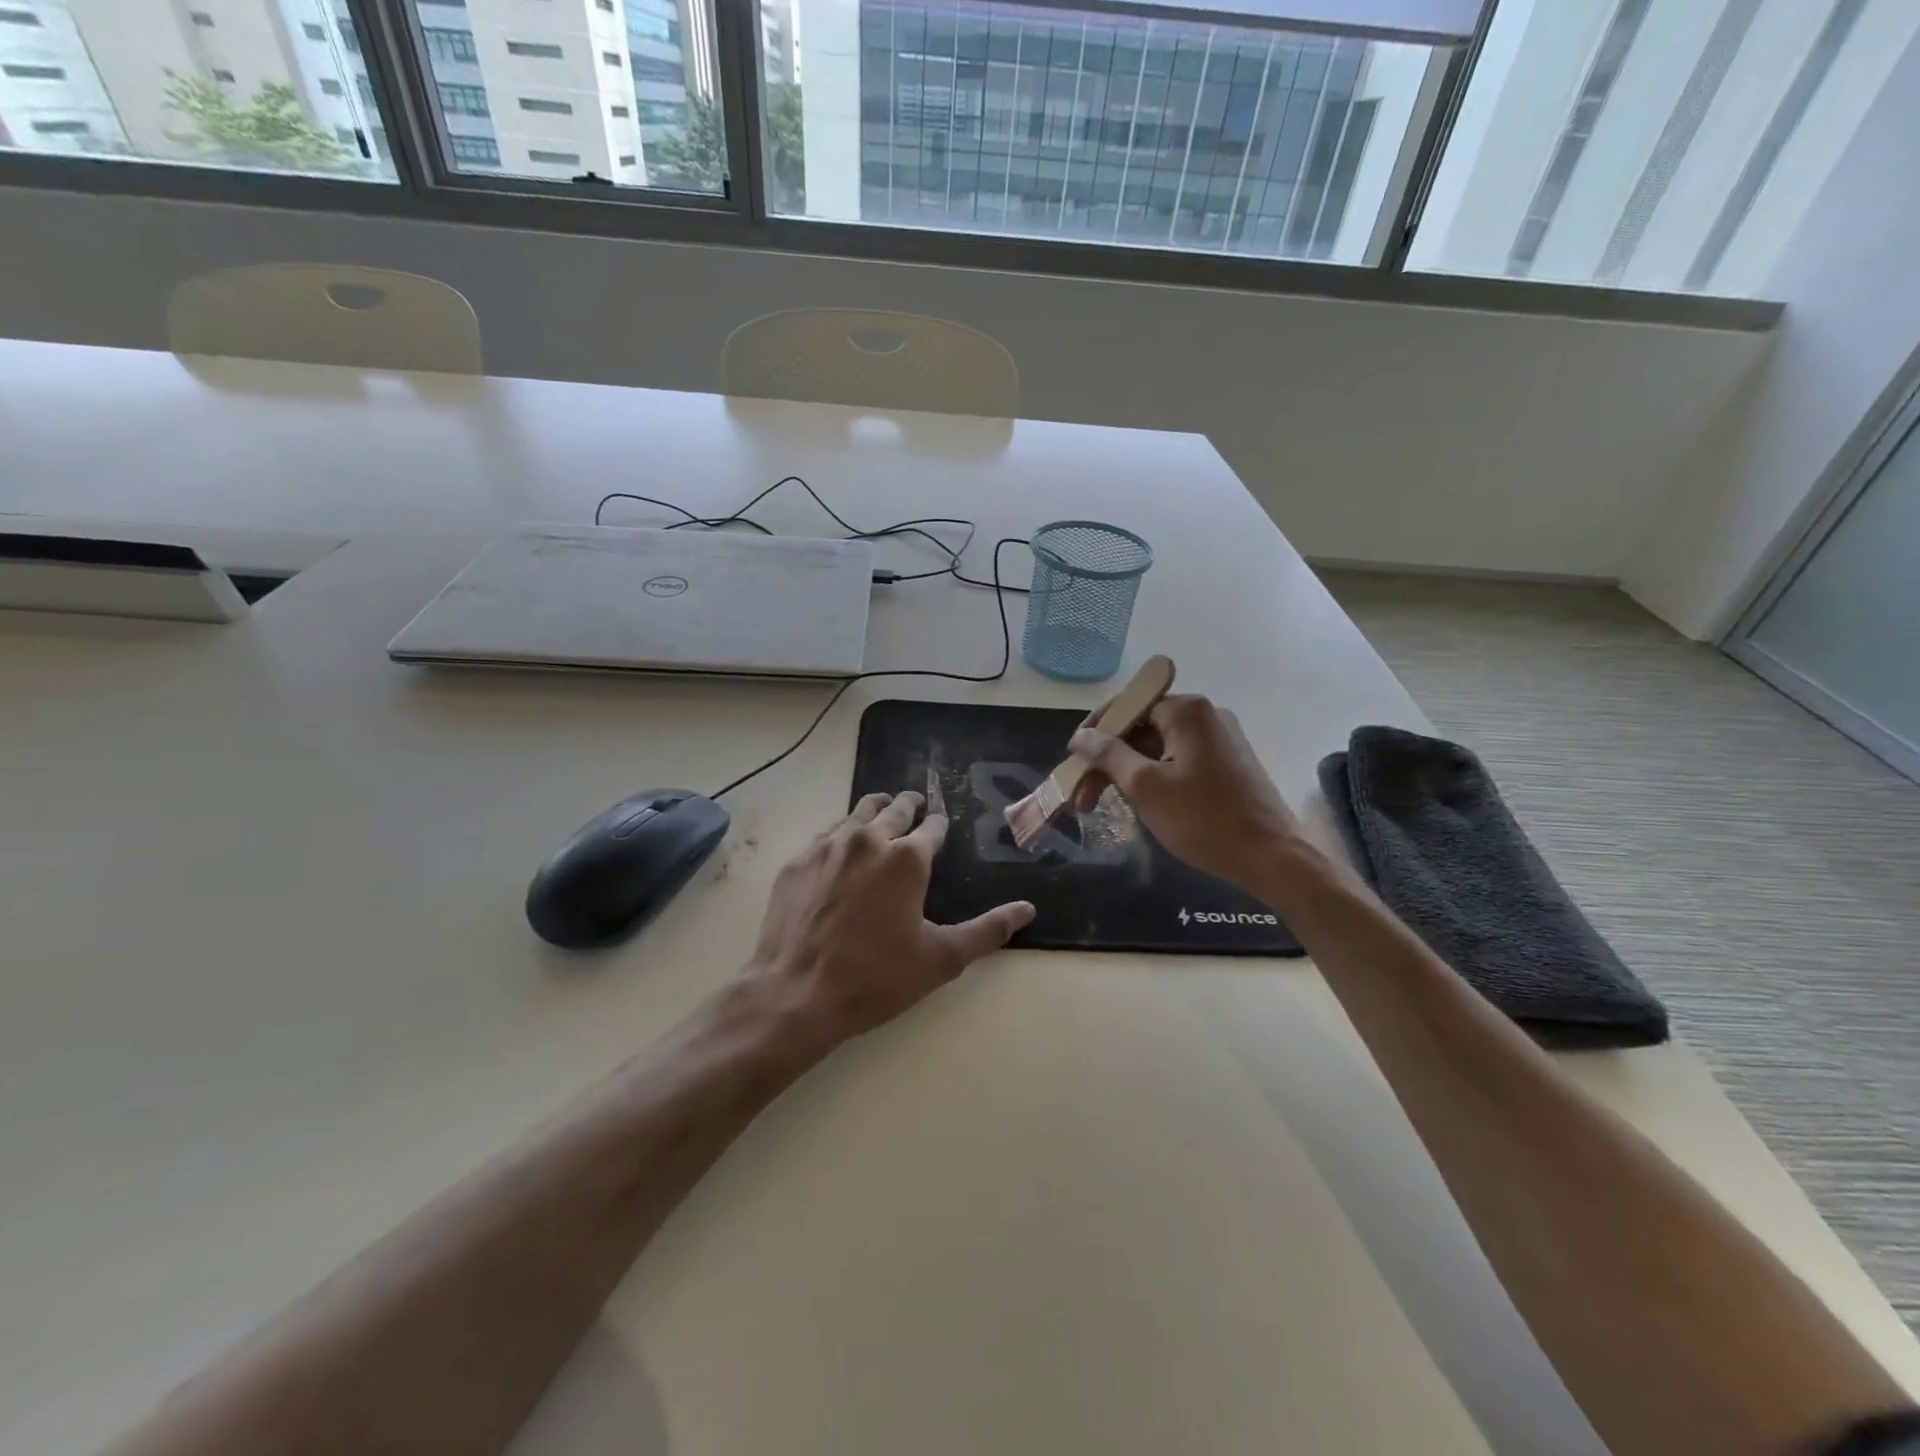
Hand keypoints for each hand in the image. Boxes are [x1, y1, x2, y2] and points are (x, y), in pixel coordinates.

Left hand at [748, 791, 1034, 1050]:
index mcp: (907, 858)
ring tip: (881, 819)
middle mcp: (867, 839)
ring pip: (857, 813)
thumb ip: (987, 931)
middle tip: (915, 807)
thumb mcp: (941, 959)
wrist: (795, 994)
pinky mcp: (797, 862)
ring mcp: (827, 847)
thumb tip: (1028, 909)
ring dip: (874, 812)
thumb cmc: (875, 977)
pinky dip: (840, 837)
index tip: (941, 826)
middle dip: (909, 806)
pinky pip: (825, 836)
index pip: (932, 826)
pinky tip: (840, 856)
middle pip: (894, 807)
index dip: (939, 825)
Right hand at [1069, 694, 1300, 892]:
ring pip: (1158, 746)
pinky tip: (1140, 803)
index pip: (1126, 707)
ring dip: (1128, 772)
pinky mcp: (1228, 762)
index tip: (1072, 762)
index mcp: (1187, 710)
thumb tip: (1080, 736)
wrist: (1272, 857)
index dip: (1095, 733)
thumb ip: (1108, 755)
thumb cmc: (1203, 819)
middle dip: (1108, 760)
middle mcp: (1206, 715)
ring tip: (1105, 804)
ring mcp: (1221, 739)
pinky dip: (1154, 776)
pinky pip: (1179, 759)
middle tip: (1084, 796)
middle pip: (1141, 727)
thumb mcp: (1145, 786)